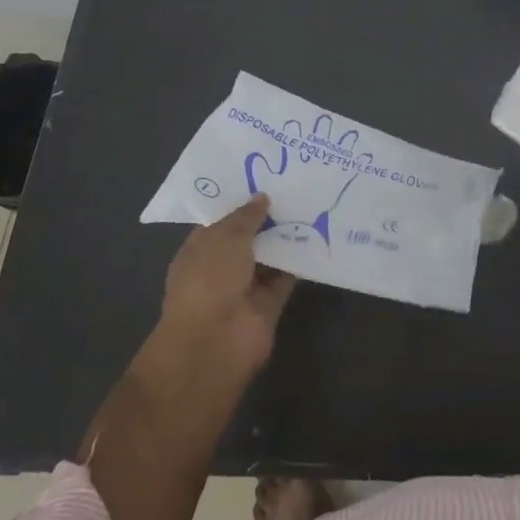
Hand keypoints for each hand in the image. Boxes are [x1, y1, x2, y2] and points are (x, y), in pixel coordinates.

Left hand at [155, 194, 297, 383]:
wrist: (216, 340)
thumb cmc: (208, 280)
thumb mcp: (224, 238)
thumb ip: (246, 217)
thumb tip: (262, 198)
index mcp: (200, 249)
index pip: (222, 220)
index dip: (241, 201)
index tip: (266, 178)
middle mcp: (222, 266)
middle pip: (249, 236)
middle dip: (269, 216)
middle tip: (297, 187)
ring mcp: (246, 286)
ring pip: (270, 255)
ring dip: (287, 236)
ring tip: (313, 204)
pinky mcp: (270, 302)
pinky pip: (287, 275)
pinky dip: (300, 260)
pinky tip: (319, 235)